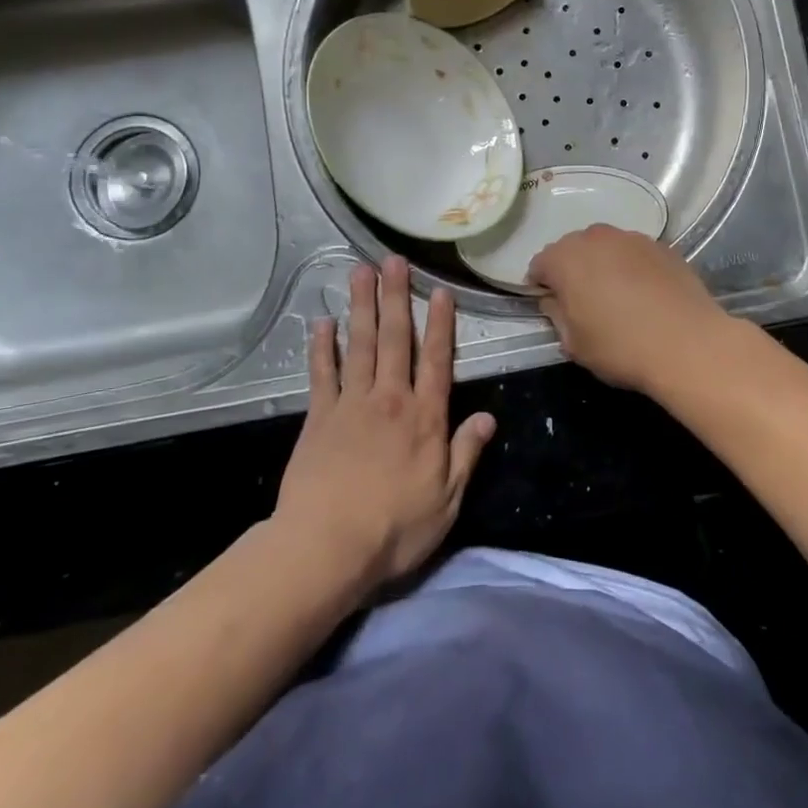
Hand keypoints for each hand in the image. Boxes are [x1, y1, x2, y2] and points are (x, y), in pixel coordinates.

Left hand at [275, 256, 495, 595]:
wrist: (327, 547)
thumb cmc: (394, 528)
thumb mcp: (446, 500)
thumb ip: (466, 453)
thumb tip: (489, 417)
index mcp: (425, 418)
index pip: (437, 361)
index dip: (441, 325)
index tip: (441, 291)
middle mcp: (390, 400)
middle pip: (395, 340)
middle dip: (396, 297)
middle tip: (394, 260)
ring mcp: (351, 405)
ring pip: (359, 345)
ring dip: (362, 307)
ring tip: (360, 272)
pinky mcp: (319, 418)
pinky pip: (322, 374)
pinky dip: (322, 347)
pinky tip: (322, 323)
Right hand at [526, 225, 733, 392]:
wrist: (689, 343)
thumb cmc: (621, 347)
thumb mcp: (573, 343)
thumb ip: (556, 314)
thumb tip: (555, 300)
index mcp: (565, 258)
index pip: (539, 265)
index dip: (541, 287)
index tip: (552, 308)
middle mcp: (596, 237)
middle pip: (573, 249)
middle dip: (572, 271)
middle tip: (583, 303)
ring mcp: (632, 238)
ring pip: (606, 247)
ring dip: (603, 265)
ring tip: (617, 297)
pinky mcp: (662, 246)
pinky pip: (634, 253)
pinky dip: (632, 268)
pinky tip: (645, 295)